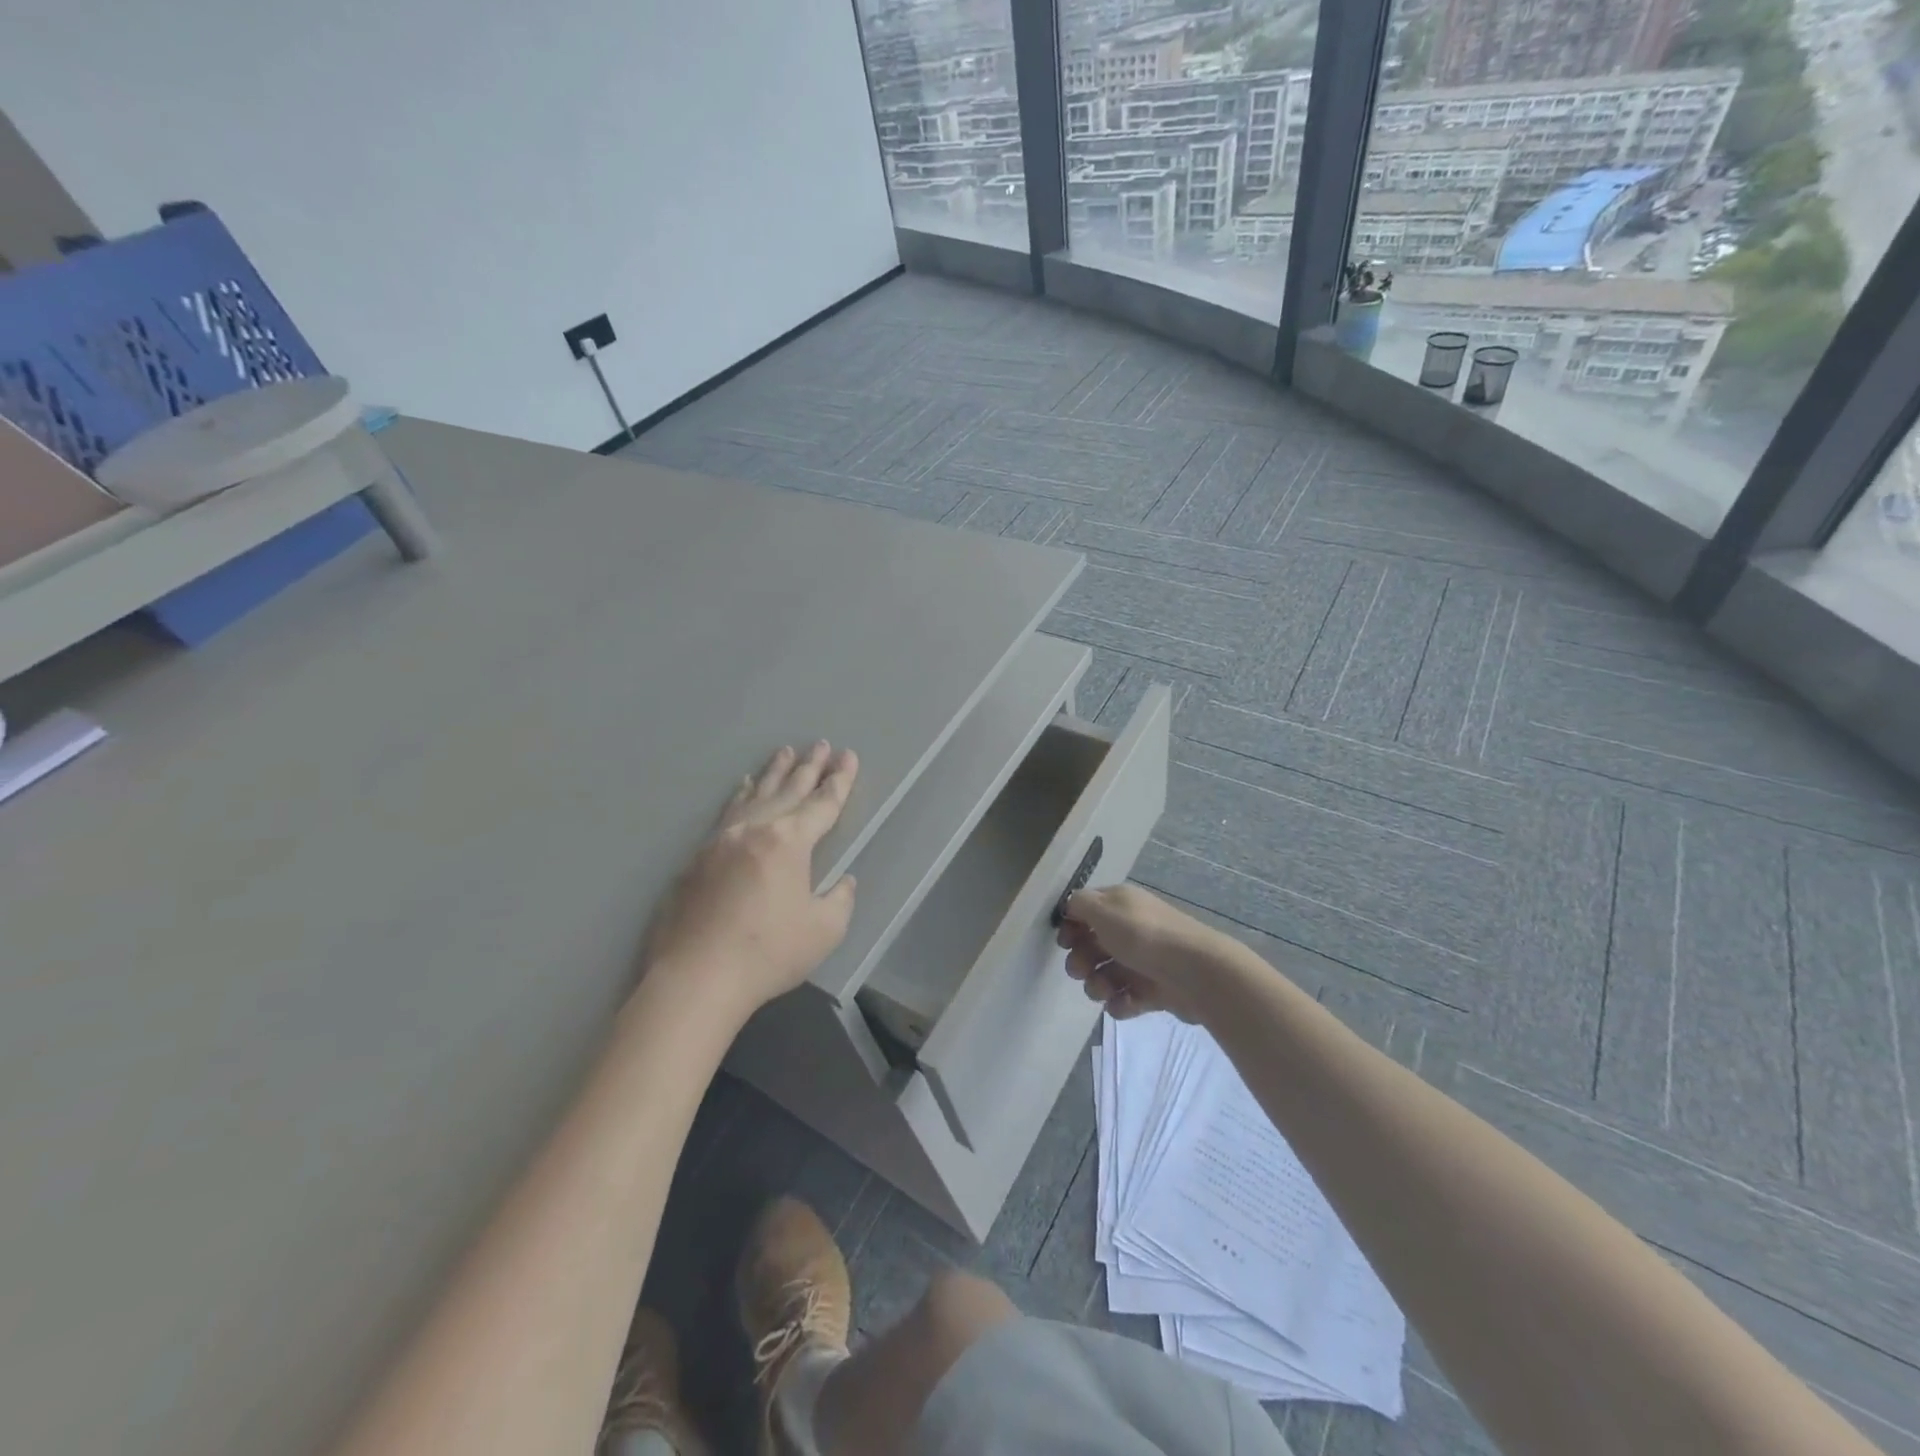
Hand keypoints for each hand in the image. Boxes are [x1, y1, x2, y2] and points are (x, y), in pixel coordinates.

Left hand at [641, 741, 858, 1019]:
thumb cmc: (768, 954)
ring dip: (773, 773)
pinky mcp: (697, 857)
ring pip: (755, 795)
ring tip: (785, 752)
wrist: (696, 977)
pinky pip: (727, 812)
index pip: (822, 804)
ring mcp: (721, 840)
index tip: (849, 756)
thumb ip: (839, 899)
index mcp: (789, 842)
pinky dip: (740, 795)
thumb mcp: (823, 930)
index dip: (839, 781)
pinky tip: (742, 787)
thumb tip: (842, 882)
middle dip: (809, 767)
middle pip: (788, 790)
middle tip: (821, 744)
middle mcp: (755, 830)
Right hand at [1054, 884, 1247, 1023]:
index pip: (1086, 911)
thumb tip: (1071, 906)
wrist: (1196, 972)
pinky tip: (1123, 1003)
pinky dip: (1120, 1003)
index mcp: (1120, 905)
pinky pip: (1126, 998)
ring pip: (1106, 974)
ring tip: (1104, 990)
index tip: (1065, 942)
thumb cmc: (1144, 935)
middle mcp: (1130, 929)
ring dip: (1097, 985)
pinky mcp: (1153, 990)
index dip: (1071, 926)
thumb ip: (1080, 904)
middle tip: (1081, 970)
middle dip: (1080, 960)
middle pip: (1093, 945)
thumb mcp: (1104, 909)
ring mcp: (1142, 961)